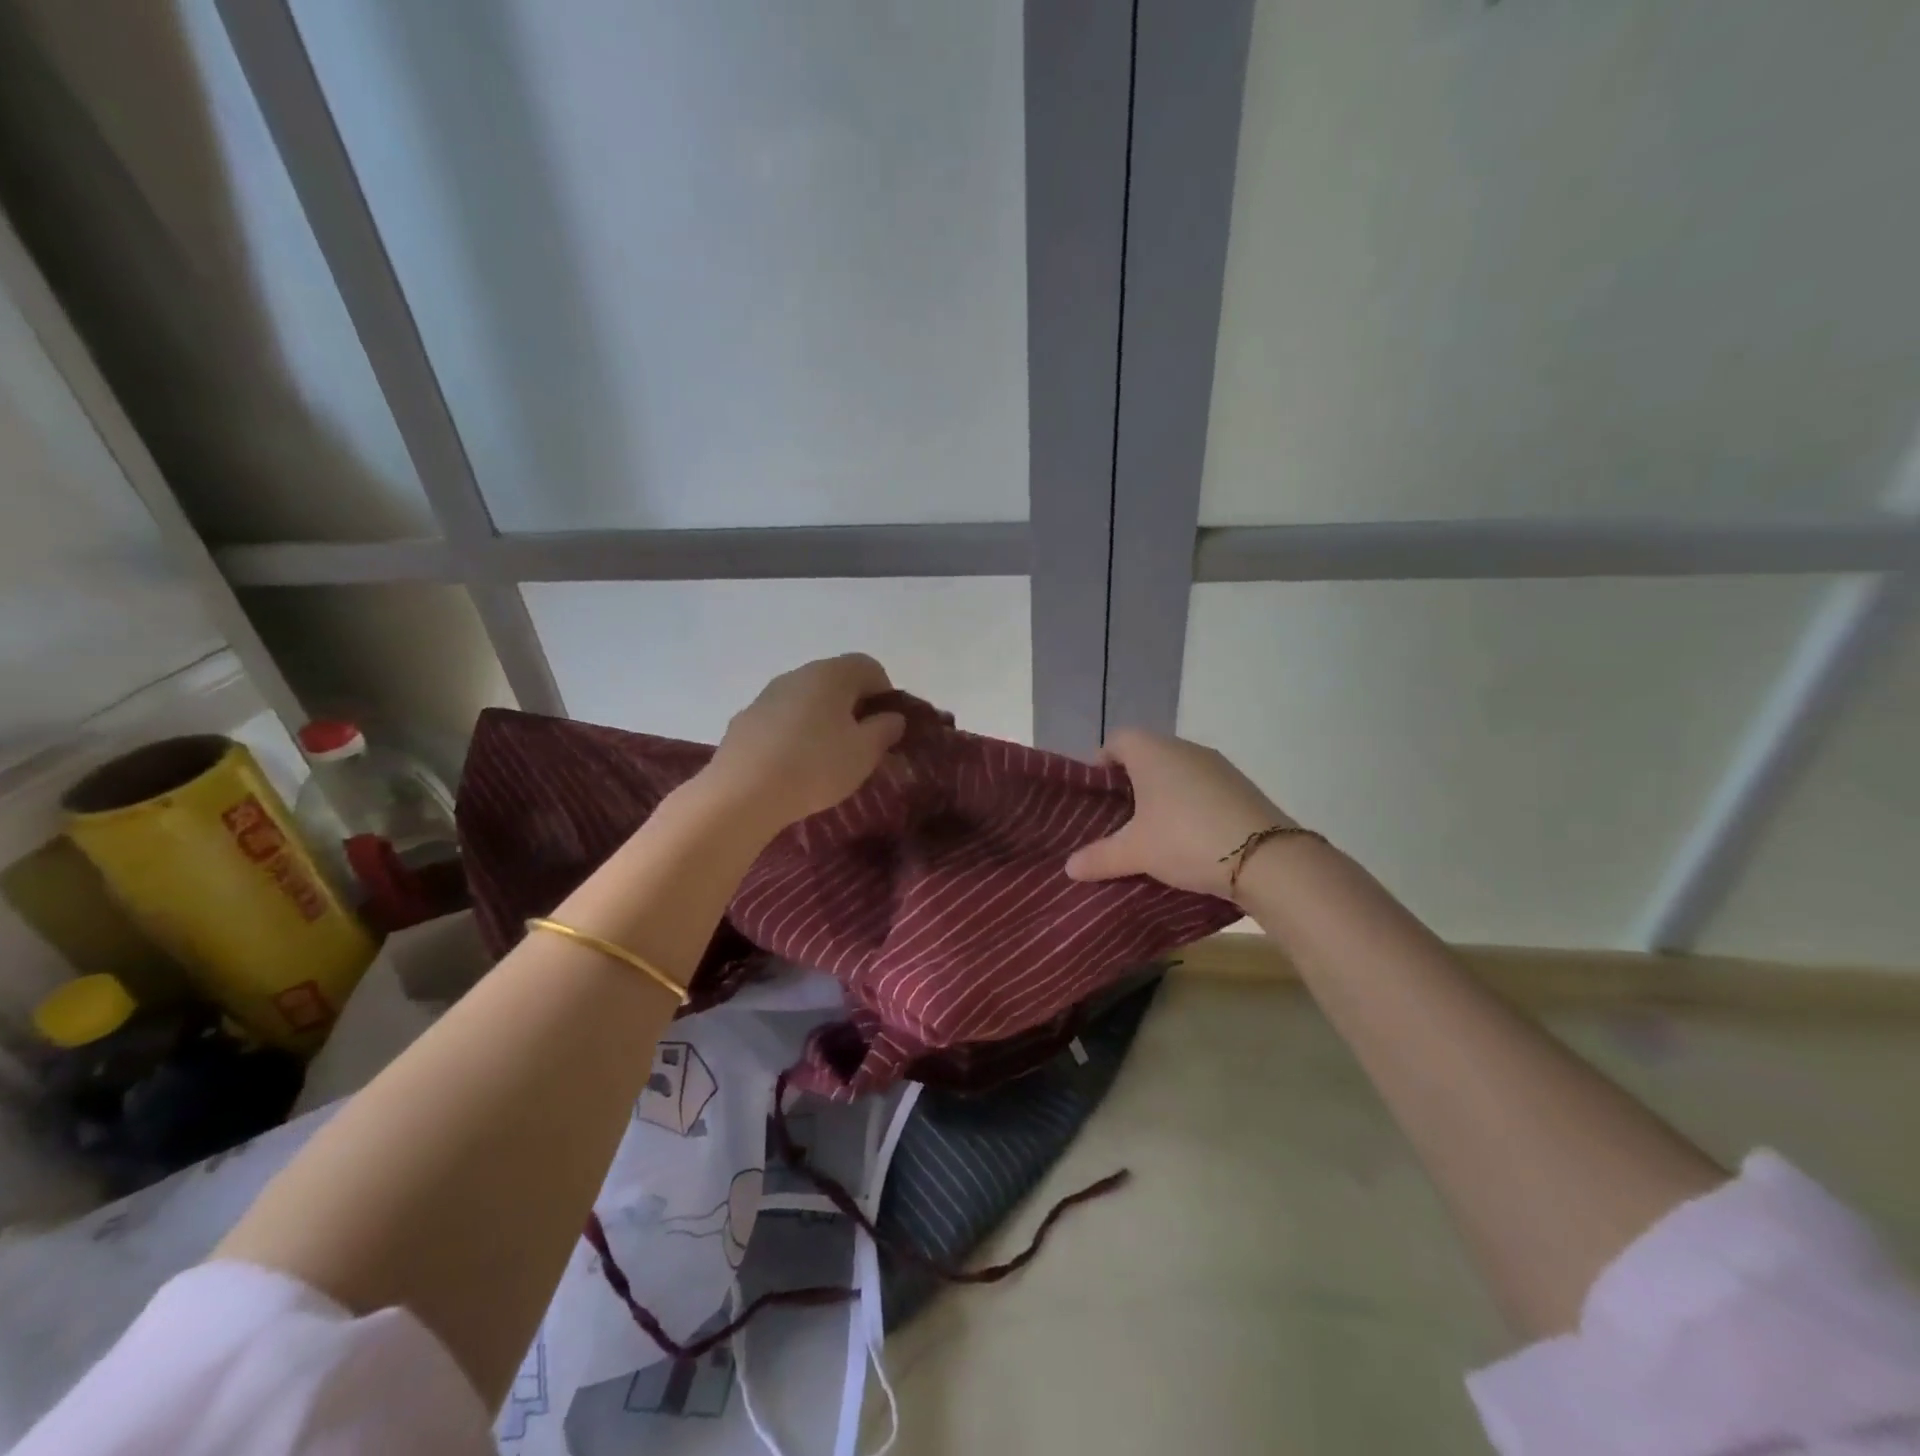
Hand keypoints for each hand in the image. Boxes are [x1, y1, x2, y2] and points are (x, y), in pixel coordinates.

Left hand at [705, 654, 905, 830]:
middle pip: (836, 681)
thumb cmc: (816, 766)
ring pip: (806, 701)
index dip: (885, 694)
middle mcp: (797, 674)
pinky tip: (793, 767)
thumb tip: (891, 717)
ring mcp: (766, 696)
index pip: (869, 667)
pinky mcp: (745, 721)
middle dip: (853, 708)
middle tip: (861, 745)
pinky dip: (794, 735)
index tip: (887, 727)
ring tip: (826, 760)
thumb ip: (885, 730)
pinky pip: (782, 720)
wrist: (741, 793)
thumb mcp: (865, 752)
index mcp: (831, 674)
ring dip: (822, 721)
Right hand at [1065, 728, 1292, 897]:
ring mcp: (1217, 765)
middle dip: (1131, 783)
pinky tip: (1189, 836)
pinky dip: (1189, 803)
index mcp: (1152, 751)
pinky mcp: (1240, 785)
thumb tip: (1070, 867)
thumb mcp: (1136, 853)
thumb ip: (1099, 857)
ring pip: (1176, 771)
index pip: (1117, 740)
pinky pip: (1202, 786)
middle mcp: (1184, 748)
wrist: (1266, 858)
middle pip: (1147, 754)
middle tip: (1119, 818)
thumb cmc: (1186, 840)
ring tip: (1153, 830)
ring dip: (1162, 794)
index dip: (1101, 764)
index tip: (1097, 797)